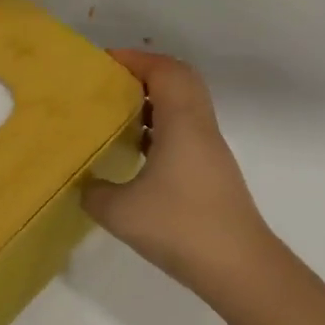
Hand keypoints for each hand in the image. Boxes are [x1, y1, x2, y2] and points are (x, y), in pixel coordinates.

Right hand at [83, 50, 275, 298]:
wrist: (238, 266)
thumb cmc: (180, 227)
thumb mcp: (121, 212)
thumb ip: (94, 192)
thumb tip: (85, 185)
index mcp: (183, 122)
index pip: (164, 70)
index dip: (135, 59)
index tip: (103, 63)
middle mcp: (201, 127)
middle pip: (180, 80)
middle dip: (145, 74)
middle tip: (111, 84)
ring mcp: (210, 150)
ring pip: (185, 106)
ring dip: (154, 102)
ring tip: (118, 114)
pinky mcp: (212, 171)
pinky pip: (185, 131)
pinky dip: (162, 128)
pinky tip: (137, 152)